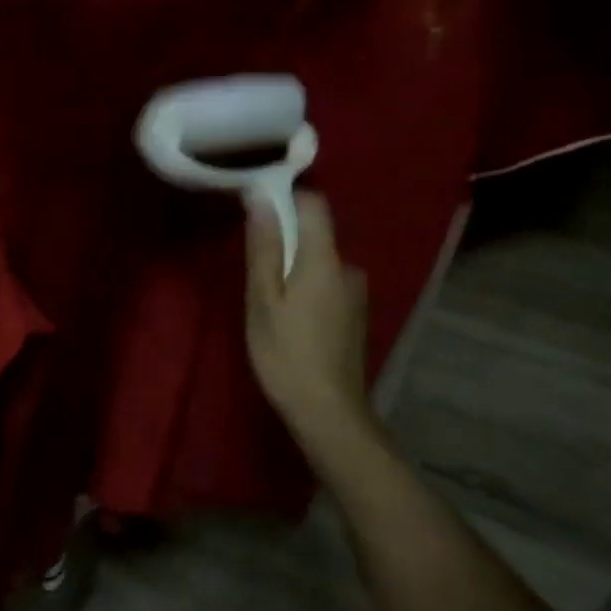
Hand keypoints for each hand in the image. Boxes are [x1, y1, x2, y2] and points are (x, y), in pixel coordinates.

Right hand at [245, 191, 380, 471]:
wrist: (328, 412)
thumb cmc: (285, 353)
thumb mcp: (263, 299)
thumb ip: (264, 247)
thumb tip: (260, 198)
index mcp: (325, 260)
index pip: (314, 204)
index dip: (286, 200)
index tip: (257, 214)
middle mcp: (348, 269)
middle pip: (315, 235)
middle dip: (284, 242)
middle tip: (254, 274)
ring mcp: (356, 294)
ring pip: (320, 262)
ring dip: (295, 270)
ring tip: (268, 301)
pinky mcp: (355, 315)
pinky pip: (327, 284)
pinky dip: (307, 289)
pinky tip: (291, 320)